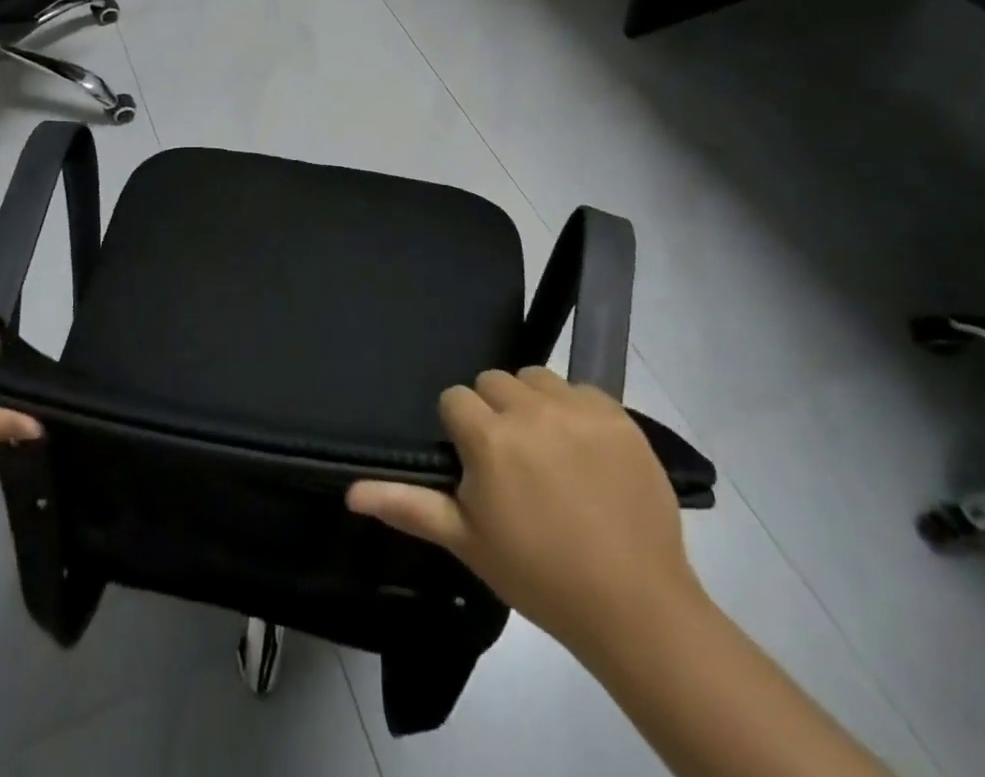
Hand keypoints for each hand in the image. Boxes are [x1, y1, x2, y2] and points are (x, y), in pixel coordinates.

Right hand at [347, 368, 699, 665]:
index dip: (460, 429)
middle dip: (494, 411)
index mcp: (489, 438)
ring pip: (536, 377)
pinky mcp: (618, 416)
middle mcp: (530, 410)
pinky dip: (576, 410)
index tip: (475, 463)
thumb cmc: (538, 575)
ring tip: (547, 448)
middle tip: (511, 459)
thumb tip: (350, 492)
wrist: (634, 607)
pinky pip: (581, 389)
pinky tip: (585, 450)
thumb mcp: (466, 541)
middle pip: (493, 381)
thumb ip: (407, 505)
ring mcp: (577, 410)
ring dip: (533, 403)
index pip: (455, 398)